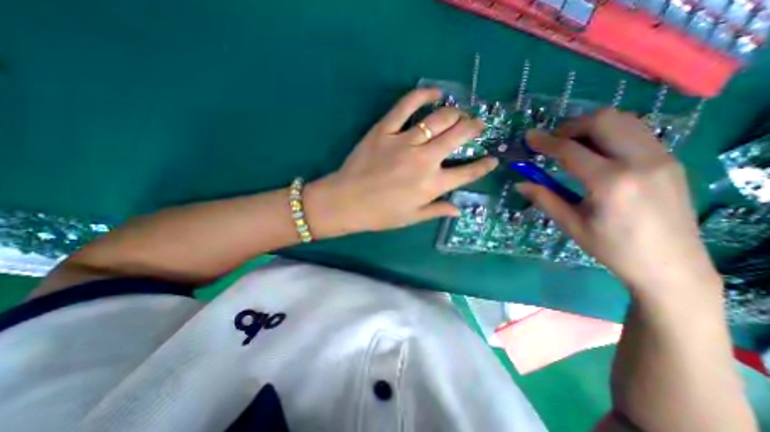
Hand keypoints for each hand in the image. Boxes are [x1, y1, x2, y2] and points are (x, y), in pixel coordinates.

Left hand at [306, 85, 499, 236]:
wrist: (346, 202)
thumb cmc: (380, 214)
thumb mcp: (412, 217)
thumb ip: (437, 210)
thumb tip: (459, 209)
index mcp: (432, 185)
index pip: (467, 173)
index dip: (483, 166)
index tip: (492, 159)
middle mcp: (424, 160)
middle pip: (458, 135)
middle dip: (474, 128)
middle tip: (477, 125)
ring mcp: (404, 141)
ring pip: (439, 118)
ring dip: (455, 113)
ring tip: (459, 114)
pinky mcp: (384, 129)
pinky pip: (406, 105)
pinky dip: (423, 94)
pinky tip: (434, 92)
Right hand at [521, 110, 718, 294]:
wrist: (671, 265)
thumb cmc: (613, 248)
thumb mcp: (571, 225)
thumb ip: (544, 199)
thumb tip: (520, 184)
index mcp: (610, 183)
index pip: (571, 150)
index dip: (545, 142)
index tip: (529, 137)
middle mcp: (640, 162)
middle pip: (602, 122)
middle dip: (570, 127)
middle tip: (552, 142)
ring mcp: (661, 158)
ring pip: (623, 121)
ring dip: (591, 127)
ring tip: (572, 144)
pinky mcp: (669, 160)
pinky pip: (636, 132)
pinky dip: (610, 133)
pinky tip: (596, 152)